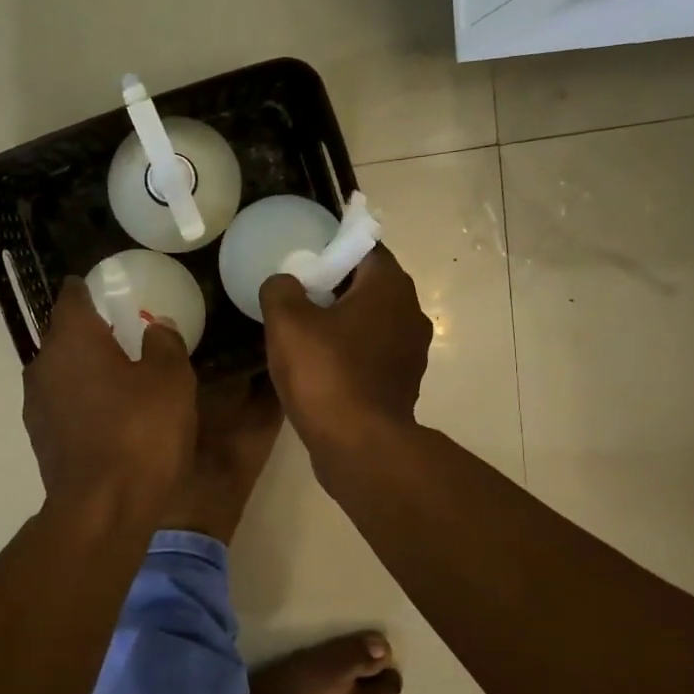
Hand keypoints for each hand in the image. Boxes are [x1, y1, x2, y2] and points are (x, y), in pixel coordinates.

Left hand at [23, 277, 197, 519]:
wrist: (103, 509)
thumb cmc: (141, 432)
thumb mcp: (171, 379)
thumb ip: (164, 343)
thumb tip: (156, 327)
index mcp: (72, 338)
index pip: (72, 296)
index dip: (90, 289)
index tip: (111, 292)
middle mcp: (44, 363)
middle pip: (64, 335)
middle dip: (91, 332)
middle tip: (127, 337)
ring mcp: (37, 404)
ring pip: (62, 372)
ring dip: (86, 370)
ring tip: (121, 380)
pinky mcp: (40, 438)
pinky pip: (63, 404)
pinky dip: (82, 401)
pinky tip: (110, 418)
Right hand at [259, 246, 431, 459]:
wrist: (359, 445)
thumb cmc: (325, 374)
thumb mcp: (287, 323)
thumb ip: (281, 289)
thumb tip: (285, 283)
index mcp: (390, 287)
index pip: (364, 248)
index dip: (332, 250)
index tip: (303, 262)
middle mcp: (411, 312)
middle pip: (369, 285)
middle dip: (335, 287)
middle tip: (298, 297)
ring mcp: (412, 351)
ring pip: (372, 321)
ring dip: (344, 323)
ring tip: (306, 334)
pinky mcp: (404, 383)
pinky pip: (374, 354)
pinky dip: (352, 353)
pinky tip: (322, 367)